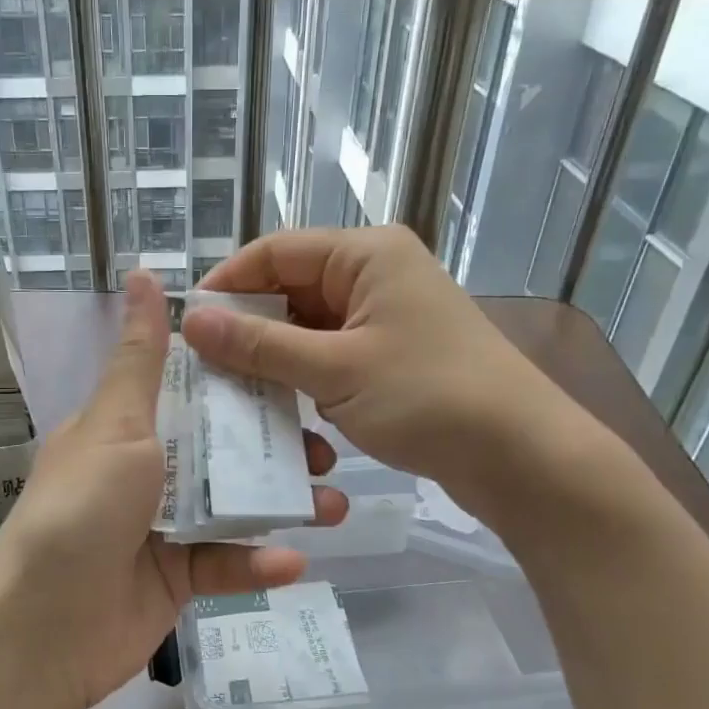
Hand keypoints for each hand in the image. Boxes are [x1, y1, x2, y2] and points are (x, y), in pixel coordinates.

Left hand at [0, 270, 347, 708]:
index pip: (193, 392)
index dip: (243, 380)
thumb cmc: (79, 511)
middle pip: (223, 450)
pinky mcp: (177, 580)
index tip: (296, 372)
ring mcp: (162, 528)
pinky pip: (225, 564)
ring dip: (282, 506)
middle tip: (326, 450)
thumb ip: (141, 359)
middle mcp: (146, 473)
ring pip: (234, 507)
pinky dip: (257, 563)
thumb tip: (142, 273)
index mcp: (126, 429)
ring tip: (332, 507)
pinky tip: (294, 562)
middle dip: (276, 449)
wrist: (42, 630)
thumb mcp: (115, 426)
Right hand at [182, 227, 612, 531]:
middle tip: (204, 369)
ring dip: (274, 360)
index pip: (275, 251)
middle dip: (248, 328)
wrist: (521, 456)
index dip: (227, 285)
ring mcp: (385, 317)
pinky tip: (280, 410)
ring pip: (307, 328)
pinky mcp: (391, 356)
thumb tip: (192, 319)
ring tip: (234, 394)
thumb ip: (259, 344)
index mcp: (366, 255)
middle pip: (290, 289)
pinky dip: (304, 379)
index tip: (187, 327)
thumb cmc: (429, 398)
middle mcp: (375, 275)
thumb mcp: (334, 369)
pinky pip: (330, 356)